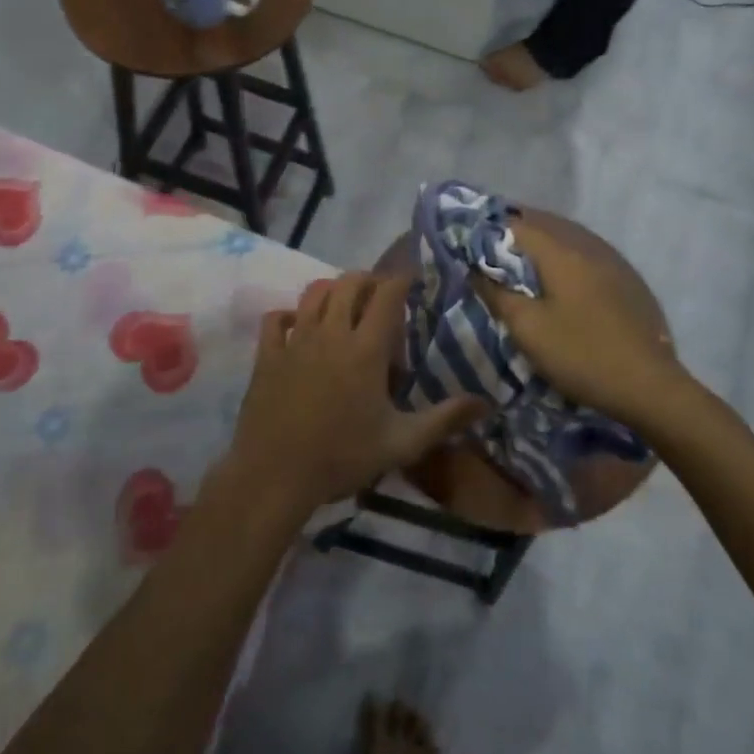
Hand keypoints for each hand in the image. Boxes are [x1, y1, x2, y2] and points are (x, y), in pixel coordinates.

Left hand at [226, 274, 484, 519]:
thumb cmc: (342, 457)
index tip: (412, 279)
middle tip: (380, 296)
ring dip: (332, 290)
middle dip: (368, 280)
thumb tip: (486, 403)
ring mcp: (295, 340)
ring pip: (313, 292)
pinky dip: (289, 315)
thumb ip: (444, 419)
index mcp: (365, 349)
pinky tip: (298, 327)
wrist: (275, 474)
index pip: (387, 295)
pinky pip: (276, 318)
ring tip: (344, 306)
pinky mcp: (267, 354)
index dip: (401, 279)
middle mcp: (331, 333)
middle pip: (349, 283)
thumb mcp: (402, 443)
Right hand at [475, 219, 696, 428]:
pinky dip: (563, 260)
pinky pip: (586, 257)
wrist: (649, 386)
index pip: (517, 225)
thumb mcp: (527, 328)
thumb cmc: (580, 354)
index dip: (490, 231)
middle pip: (545, 226)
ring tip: (519, 262)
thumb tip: (474, 268)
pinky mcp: (627, 283)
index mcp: (561, 254)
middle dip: (515, 234)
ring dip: (541, 246)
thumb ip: (497, 293)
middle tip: (490, 251)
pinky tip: (559, 280)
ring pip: (568, 241)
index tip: (469, 244)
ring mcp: (613, 264)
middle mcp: (588, 248)